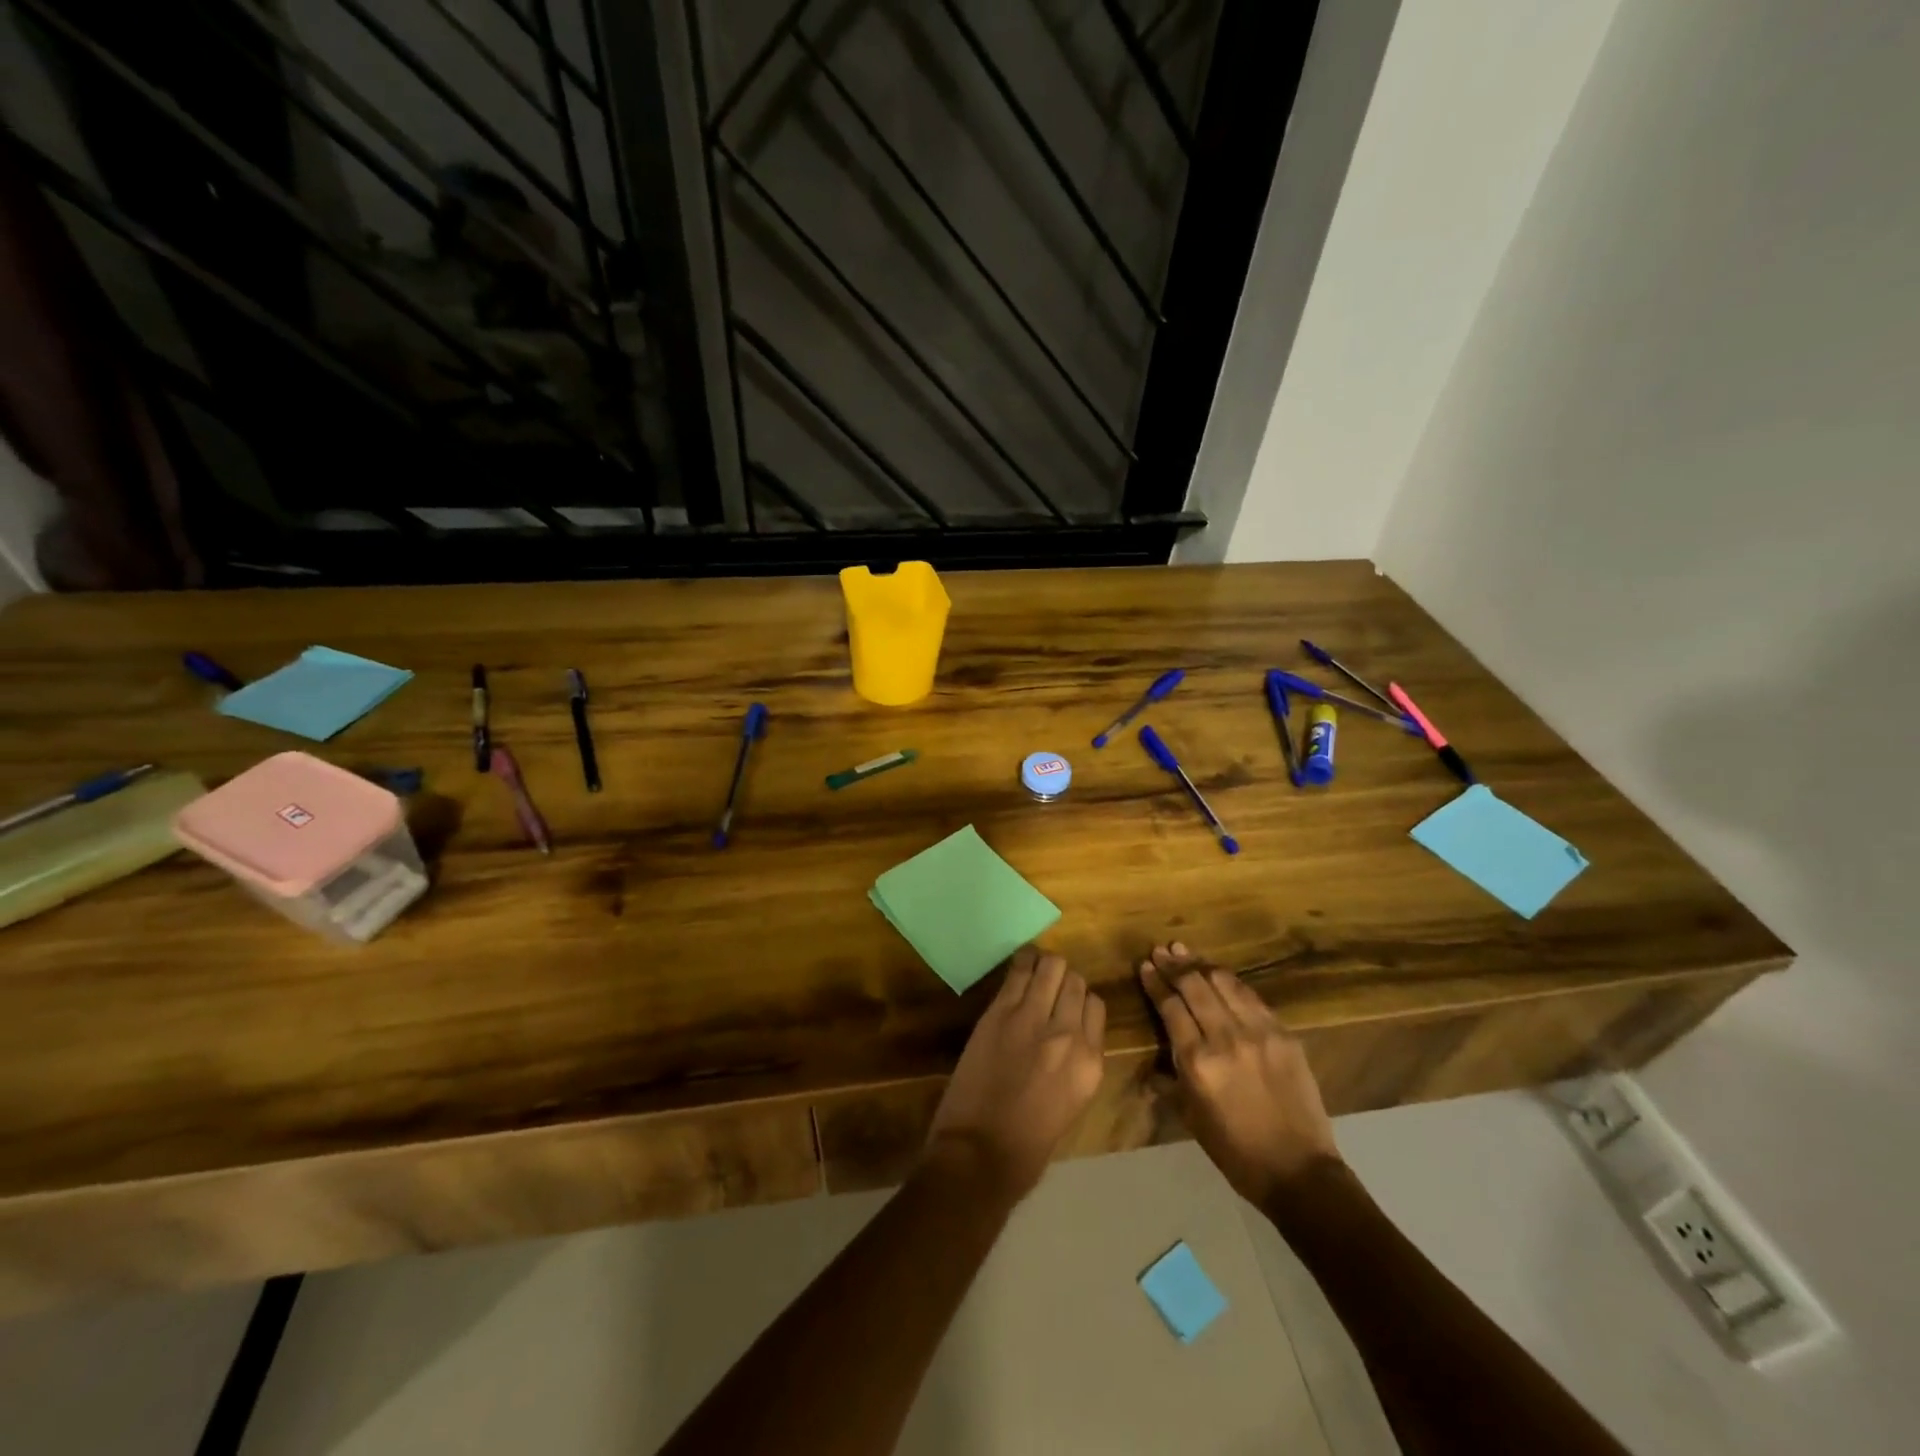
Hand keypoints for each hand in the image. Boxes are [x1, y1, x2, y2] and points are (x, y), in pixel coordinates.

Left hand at [926, 947, 1106, 1199]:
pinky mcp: (1000, 1011)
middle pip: (1077, 983)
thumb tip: (1070, 1038)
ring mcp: (1034, 1018)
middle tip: (1048, 989)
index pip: (1096, 1007)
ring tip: (1034, 972)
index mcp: (1091, 1063)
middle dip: (1064, 982)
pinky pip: (1019, 971)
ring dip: (1045, 966)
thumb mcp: (1071, 1104)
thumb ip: (1076, 1064)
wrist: (979, 1153)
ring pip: (1052, 967)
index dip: (1080, 1003)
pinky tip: (1020, 964)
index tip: (1066, 1007)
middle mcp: (1069, 1034)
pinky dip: (1022, 962)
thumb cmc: (1027, 1147)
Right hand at [1139, 943, 1340, 1206]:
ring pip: (1224, 983)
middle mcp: (1226, 1038)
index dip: (1156, 983)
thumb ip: (1170, 1082)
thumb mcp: (1191, 1117)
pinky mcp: (1284, 1035)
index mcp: (1198, 1061)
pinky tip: (1220, 975)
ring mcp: (1259, 1033)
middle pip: (1195, 986)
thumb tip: (1152, 1067)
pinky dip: (1231, 982)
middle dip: (1174, 965)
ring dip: (1201, 965)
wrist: (1298, 1171)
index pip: (1171, 1007)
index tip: (1145, 966)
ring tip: (1185, 951)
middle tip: (1160, 951)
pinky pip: (1252, 997)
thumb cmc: (1235, 1150)